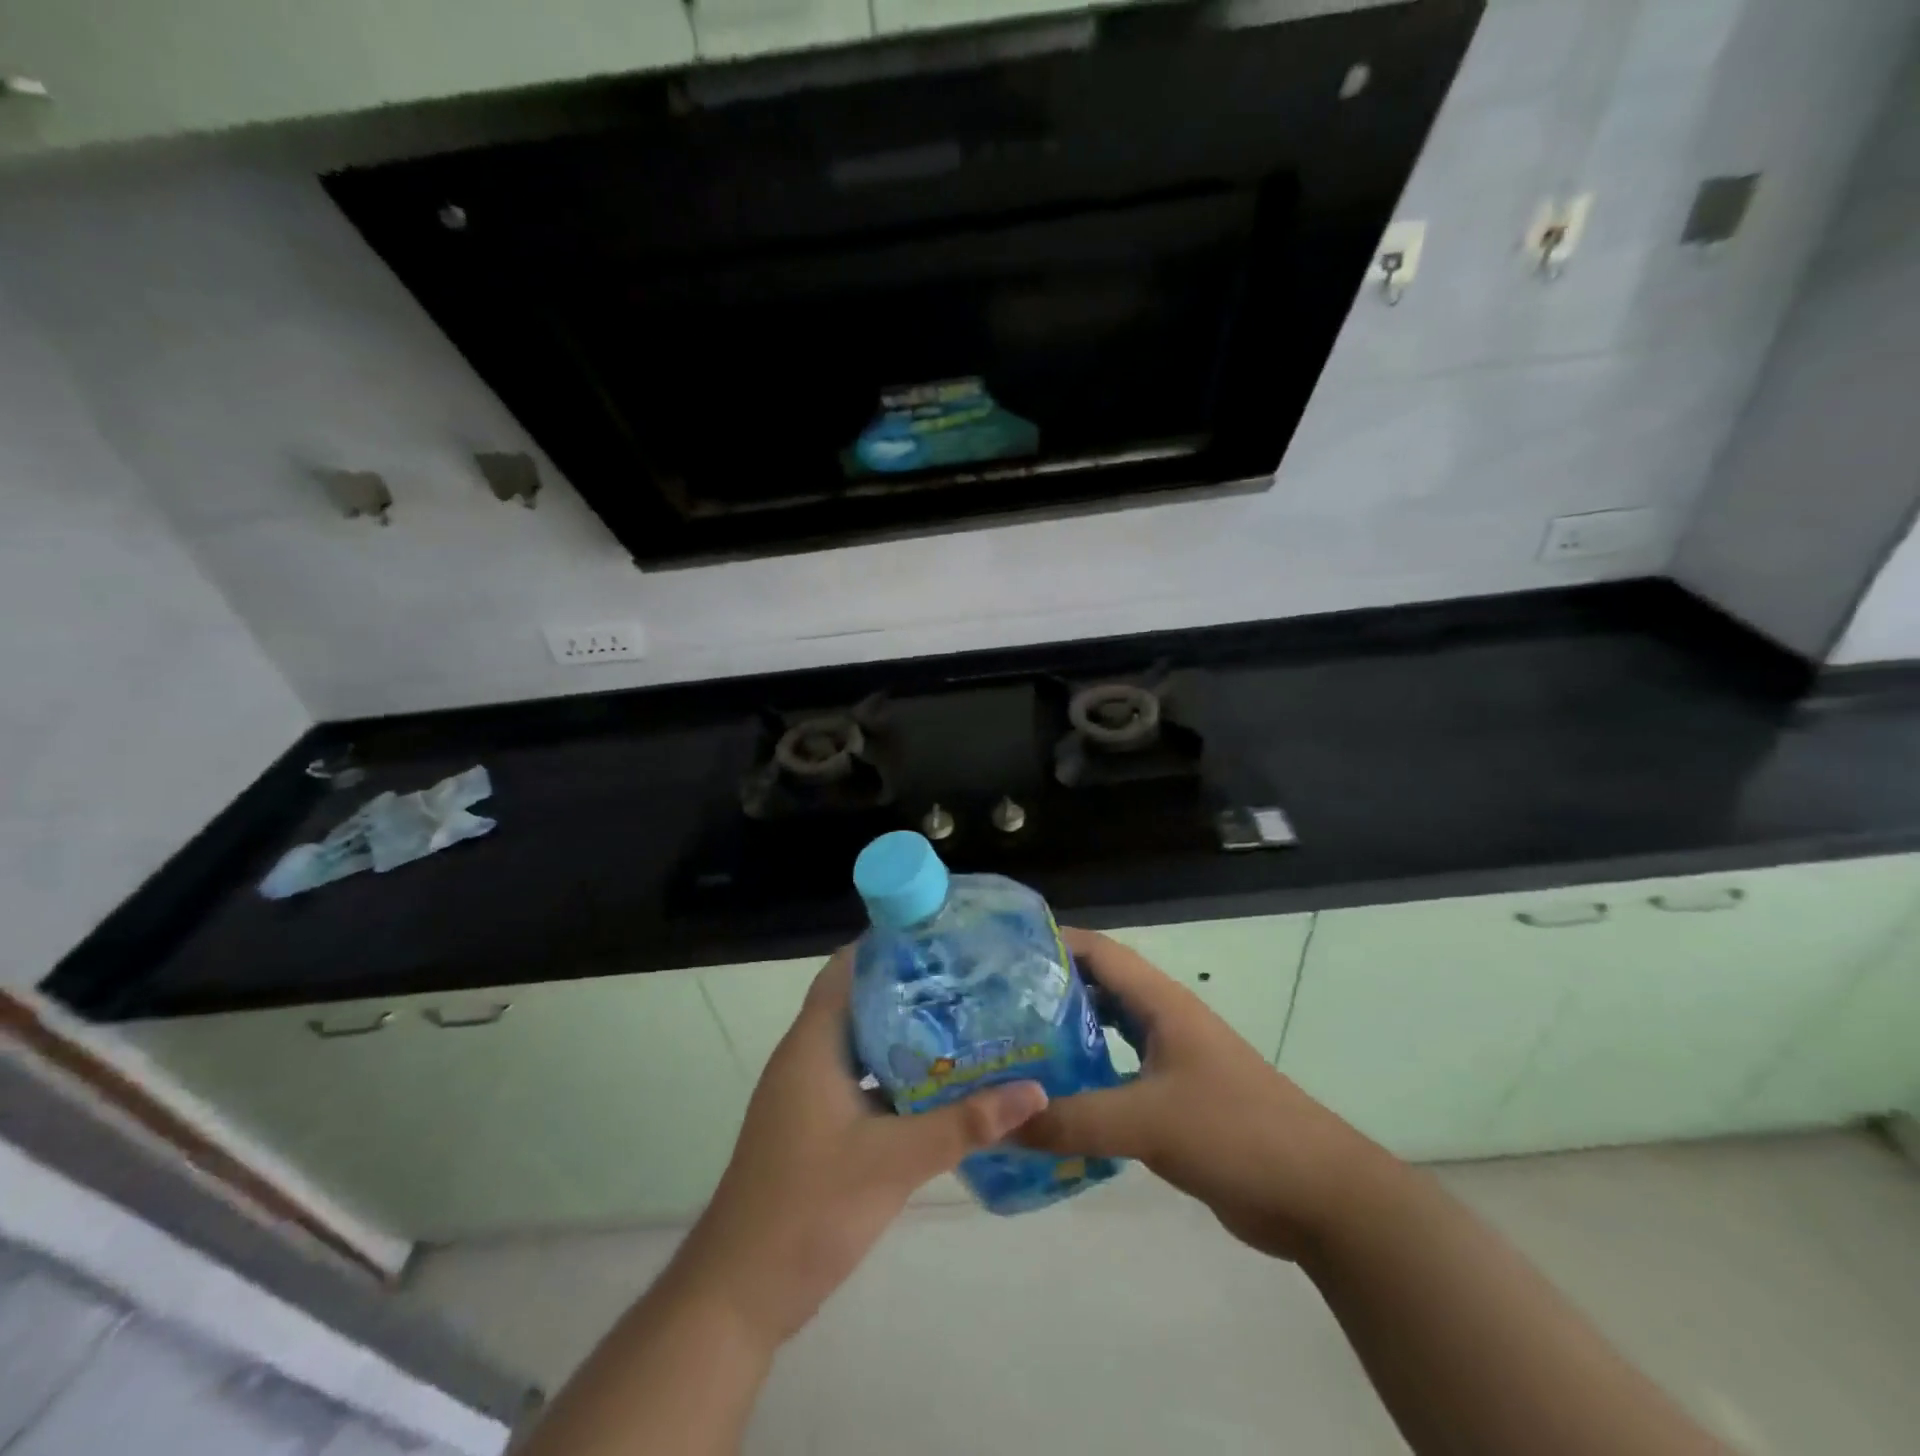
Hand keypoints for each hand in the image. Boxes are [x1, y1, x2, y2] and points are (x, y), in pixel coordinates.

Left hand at [672, 947, 1047, 1348]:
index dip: (889, 945)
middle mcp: (808, 1057)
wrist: (741, 1293)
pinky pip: (861, 1080)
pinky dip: (896, 1074)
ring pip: (863, 1043)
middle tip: (969, 977)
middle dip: (910, 987)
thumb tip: (1034, 1091)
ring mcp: (810, 1093)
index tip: (941, 934)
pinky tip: (940, 1083)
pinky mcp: (817, 1125)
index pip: (848, 969)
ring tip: (966, 1019)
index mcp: (813, 1044)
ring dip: (906, 1033)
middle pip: (861, 1001)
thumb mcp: (894, 1161)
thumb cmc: (809, 1208)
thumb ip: (964, 1124)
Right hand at [1018, 927, 1393, 1261]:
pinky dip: (1086, 1078)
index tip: (999, 954)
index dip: (1052, 943)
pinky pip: (1118, 1075)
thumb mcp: (1148, 1122)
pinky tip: (1054, 1099)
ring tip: (1012, 1047)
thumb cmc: (1236, 1132)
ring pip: (1107, 1033)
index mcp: (1161, 1003)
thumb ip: (1073, 1120)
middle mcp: (1163, 1020)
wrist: (1318, 1195)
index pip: (1098, 952)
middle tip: (993, 1005)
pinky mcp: (1174, 1100)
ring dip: (1066, 1035)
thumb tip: (998, 1124)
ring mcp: (1171, 1060)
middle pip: (1097, 988)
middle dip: (1048, 991)